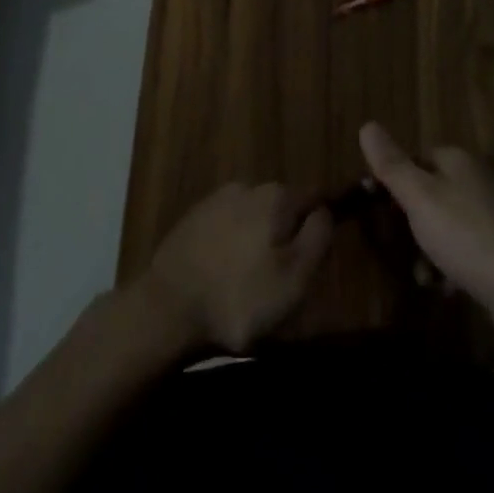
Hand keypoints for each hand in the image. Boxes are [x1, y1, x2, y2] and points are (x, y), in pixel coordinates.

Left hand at [143, 182, 332, 352]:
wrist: (168, 306)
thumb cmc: (240, 297)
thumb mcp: (295, 278)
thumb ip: (318, 237)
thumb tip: (326, 210)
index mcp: (277, 196)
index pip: (315, 197)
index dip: (322, 223)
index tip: (318, 255)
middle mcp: (249, 186)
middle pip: (283, 207)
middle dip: (288, 233)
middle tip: (285, 276)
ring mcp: (217, 199)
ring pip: (254, 215)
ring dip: (259, 239)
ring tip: (253, 279)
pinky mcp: (193, 217)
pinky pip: (227, 225)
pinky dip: (233, 244)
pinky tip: (226, 273)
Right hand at [359, 122, 493, 343]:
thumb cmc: (466, 236)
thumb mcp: (419, 197)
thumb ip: (391, 164)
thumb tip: (366, 125)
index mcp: (458, 161)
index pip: (416, 158)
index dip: (394, 180)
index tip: (376, 206)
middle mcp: (476, 180)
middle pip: (430, 192)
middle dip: (410, 219)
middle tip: (395, 241)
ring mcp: (492, 215)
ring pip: (445, 224)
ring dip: (427, 248)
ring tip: (420, 274)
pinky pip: (464, 249)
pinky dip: (449, 265)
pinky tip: (442, 286)